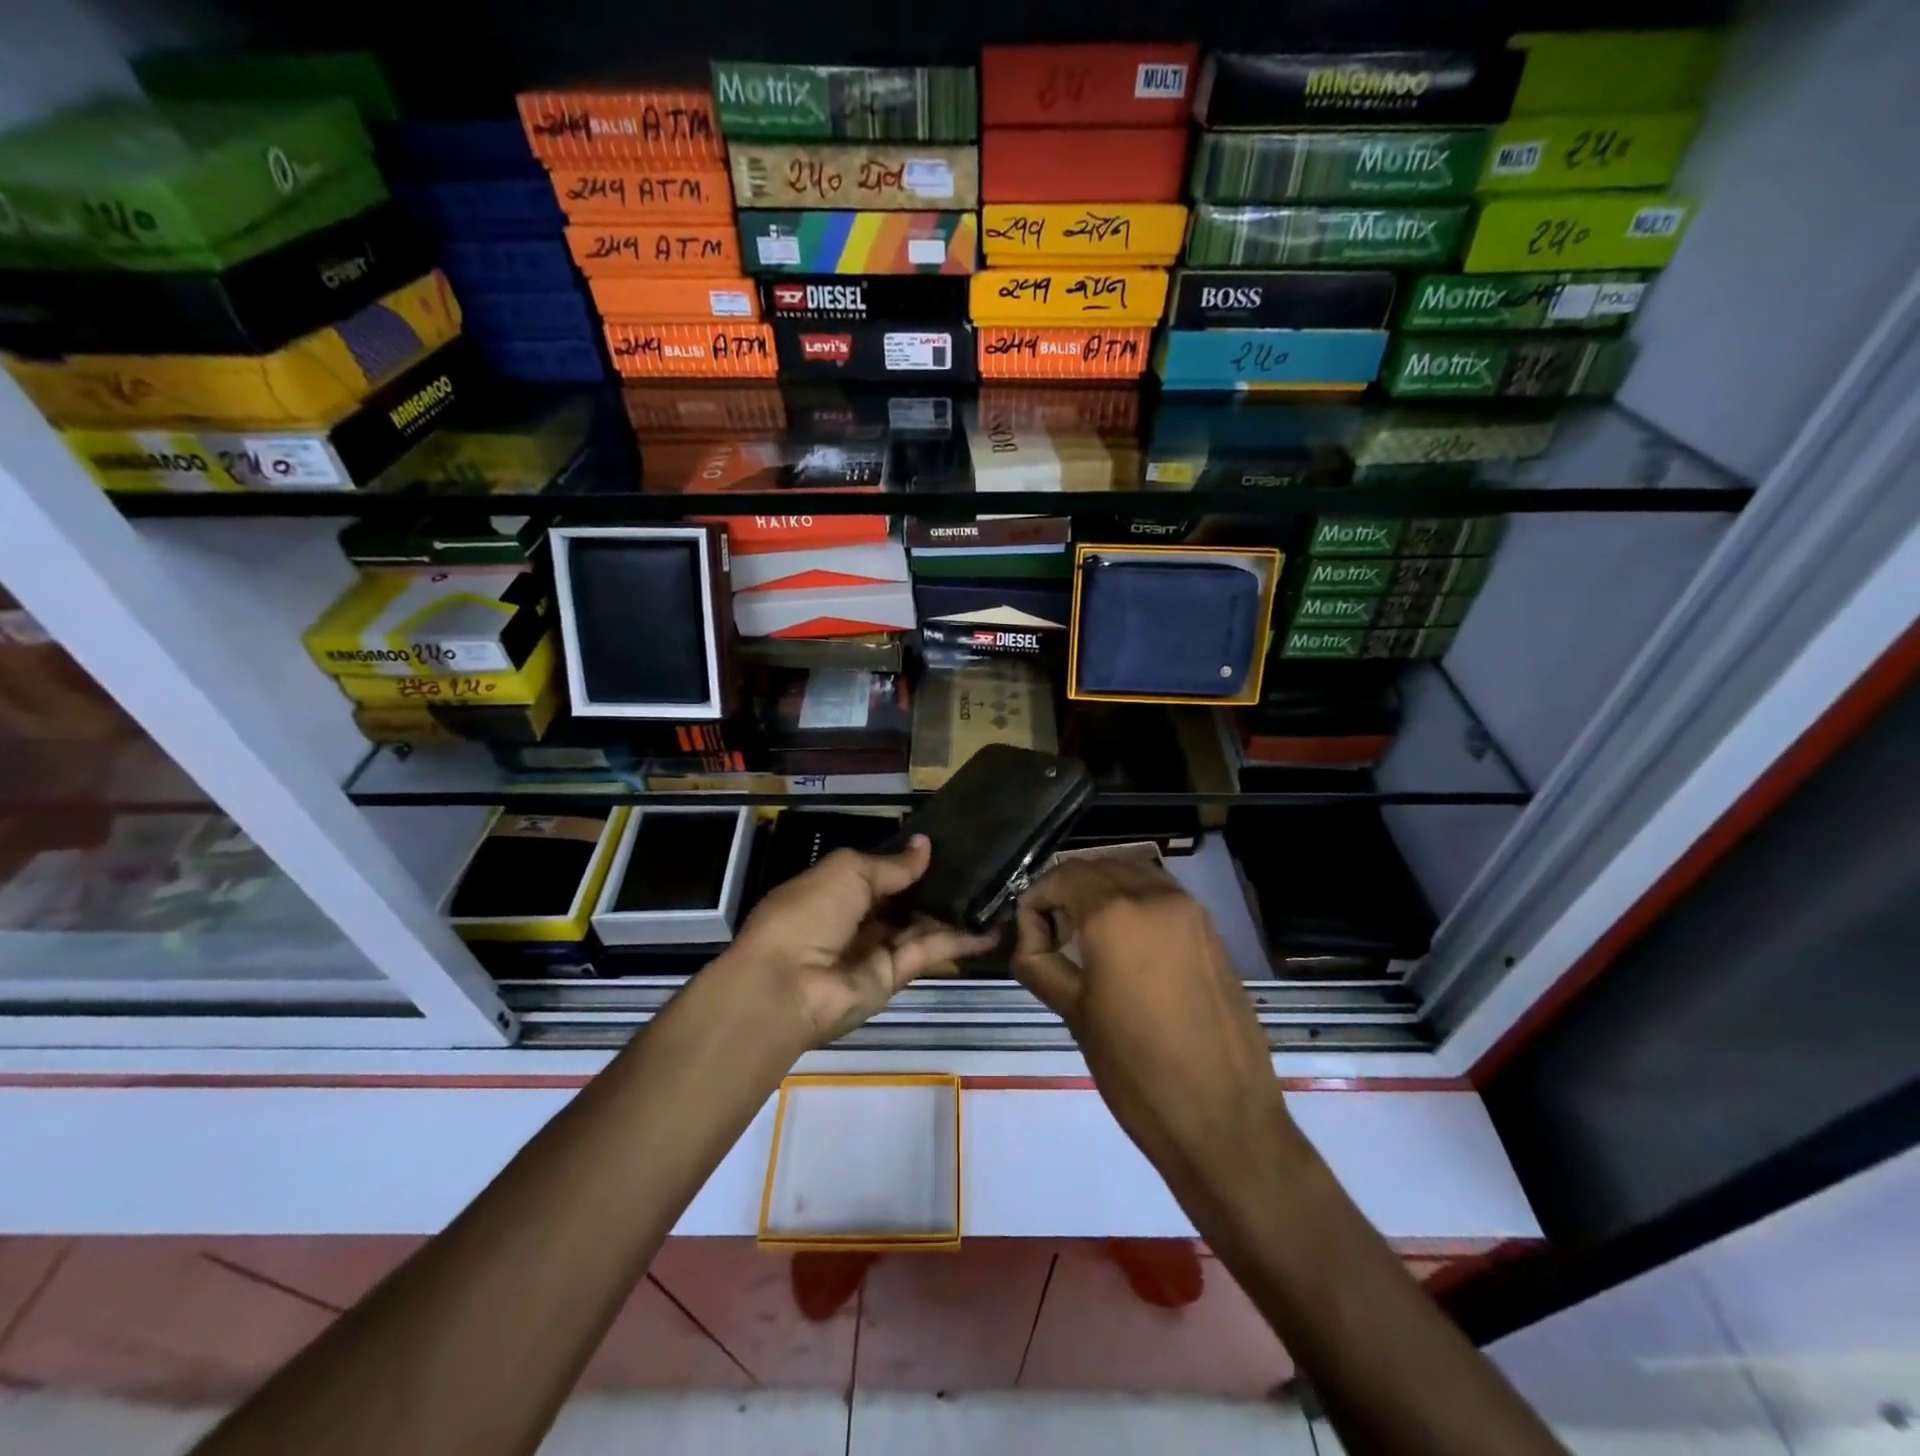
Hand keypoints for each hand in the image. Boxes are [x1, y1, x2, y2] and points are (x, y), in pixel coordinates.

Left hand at [727, 835, 997, 1048]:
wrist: (787, 986)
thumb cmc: (809, 913)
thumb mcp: (847, 872)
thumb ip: (891, 864)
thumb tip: (925, 846)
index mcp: (835, 888)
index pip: (880, 871)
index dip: (910, 860)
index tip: (950, 845)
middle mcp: (857, 918)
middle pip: (904, 899)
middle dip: (938, 884)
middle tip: (983, 866)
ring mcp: (876, 949)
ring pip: (922, 925)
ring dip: (956, 912)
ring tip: (998, 894)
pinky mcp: (894, 976)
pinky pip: (930, 952)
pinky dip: (960, 941)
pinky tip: (992, 928)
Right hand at [1010, 858, 1296, 1202]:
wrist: (1223, 1119)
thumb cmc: (1136, 1071)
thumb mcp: (1074, 1013)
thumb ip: (1040, 963)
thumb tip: (1030, 939)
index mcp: (1115, 913)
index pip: (1062, 877)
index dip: (1036, 900)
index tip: (1030, 937)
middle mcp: (1154, 896)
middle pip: (1096, 867)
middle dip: (1066, 891)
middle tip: (1052, 935)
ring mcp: (1189, 909)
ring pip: (1131, 873)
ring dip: (1101, 889)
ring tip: (1086, 935)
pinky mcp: (1209, 929)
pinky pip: (1160, 894)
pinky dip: (1133, 900)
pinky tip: (1124, 941)